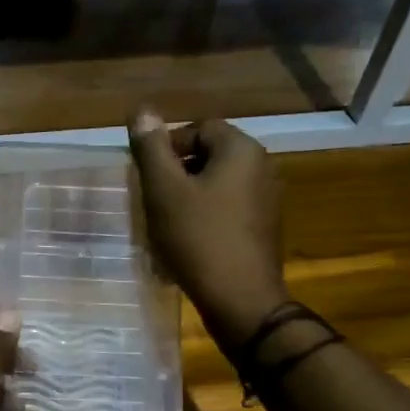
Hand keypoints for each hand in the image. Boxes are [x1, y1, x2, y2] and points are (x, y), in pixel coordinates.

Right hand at [128, 110, 287, 343]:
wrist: (241, 300)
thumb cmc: (198, 239)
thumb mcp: (164, 191)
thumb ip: (151, 149)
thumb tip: (142, 111)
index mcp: (241, 150)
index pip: (199, 129)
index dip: (168, 147)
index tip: (147, 177)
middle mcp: (262, 166)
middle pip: (210, 156)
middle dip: (177, 174)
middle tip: (152, 200)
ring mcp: (267, 200)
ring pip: (218, 185)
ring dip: (189, 198)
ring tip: (166, 224)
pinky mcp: (264, 228)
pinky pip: (228, 210)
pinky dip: (206, 218)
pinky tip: (188, 242)